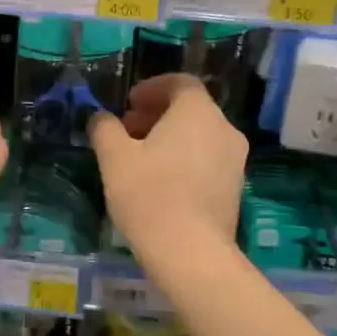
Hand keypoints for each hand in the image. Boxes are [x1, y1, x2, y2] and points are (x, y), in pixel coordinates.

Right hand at [89, 74, 245, 260]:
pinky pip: (207, 159)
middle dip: (157, 114)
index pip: (180, 83)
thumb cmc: (149, 195)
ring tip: (140, 158)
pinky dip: (184, 159)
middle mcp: (224, 129)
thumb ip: (105, 129)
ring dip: (170, 138)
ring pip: (200, 136)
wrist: (190, 252)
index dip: (152, 88)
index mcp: (197, 112)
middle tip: (127, 130)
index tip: (128, 103)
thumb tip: (101, 118)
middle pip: (191, 109)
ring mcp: (234, 160)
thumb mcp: (114, 158)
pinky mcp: (234, 188)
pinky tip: (160, 182)